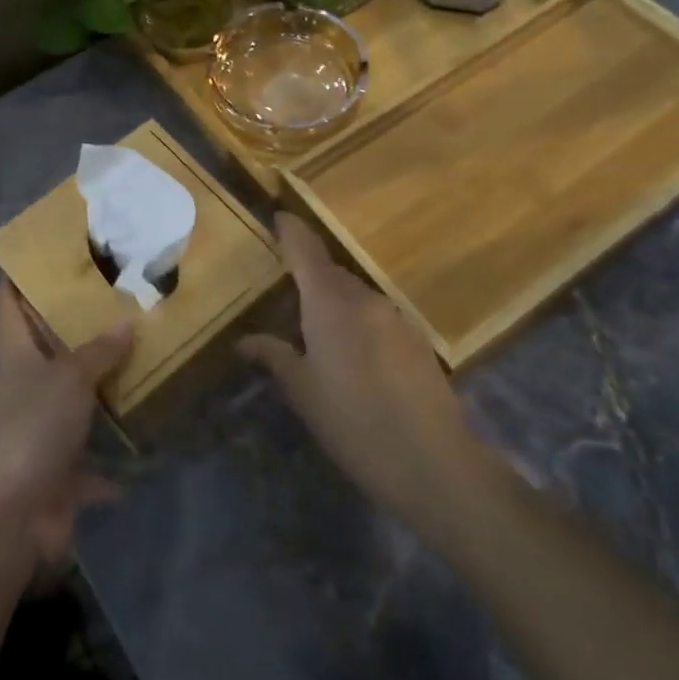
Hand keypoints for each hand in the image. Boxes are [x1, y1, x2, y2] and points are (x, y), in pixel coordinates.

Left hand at [0, 282, 132, 575]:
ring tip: (142, 366)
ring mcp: (41, 436)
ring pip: (75, 405)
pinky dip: (114, 464)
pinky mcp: (58, 476)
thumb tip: (126, 322)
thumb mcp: (68, 379)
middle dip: (76, 333)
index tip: (36, 255)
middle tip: (117, 304)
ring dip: (101, 393)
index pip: (10, 309)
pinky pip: (92, 464)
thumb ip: (98, 352)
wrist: (7, 519)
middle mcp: (27, 392)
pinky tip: (146, 449)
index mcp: (18, 360)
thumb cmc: (31, 430)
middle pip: (48, 353)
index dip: (17, 280)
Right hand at [240, 214, 477, 537]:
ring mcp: (394, 316)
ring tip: (314, 329)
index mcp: (329, 304)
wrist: (435, 463)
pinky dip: (356, 319)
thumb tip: (244, 341)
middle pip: (330, 271)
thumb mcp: (304, 393)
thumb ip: (274, 357)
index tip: (278, 216)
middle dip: (307, 274)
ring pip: (354, 294)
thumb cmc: (355, 424)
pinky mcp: (415, 338)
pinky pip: (375, 314)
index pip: (305, 250)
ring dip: (333, 300)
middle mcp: (363, 298)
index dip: (291, 231)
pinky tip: (351, 354)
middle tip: (285, 291)